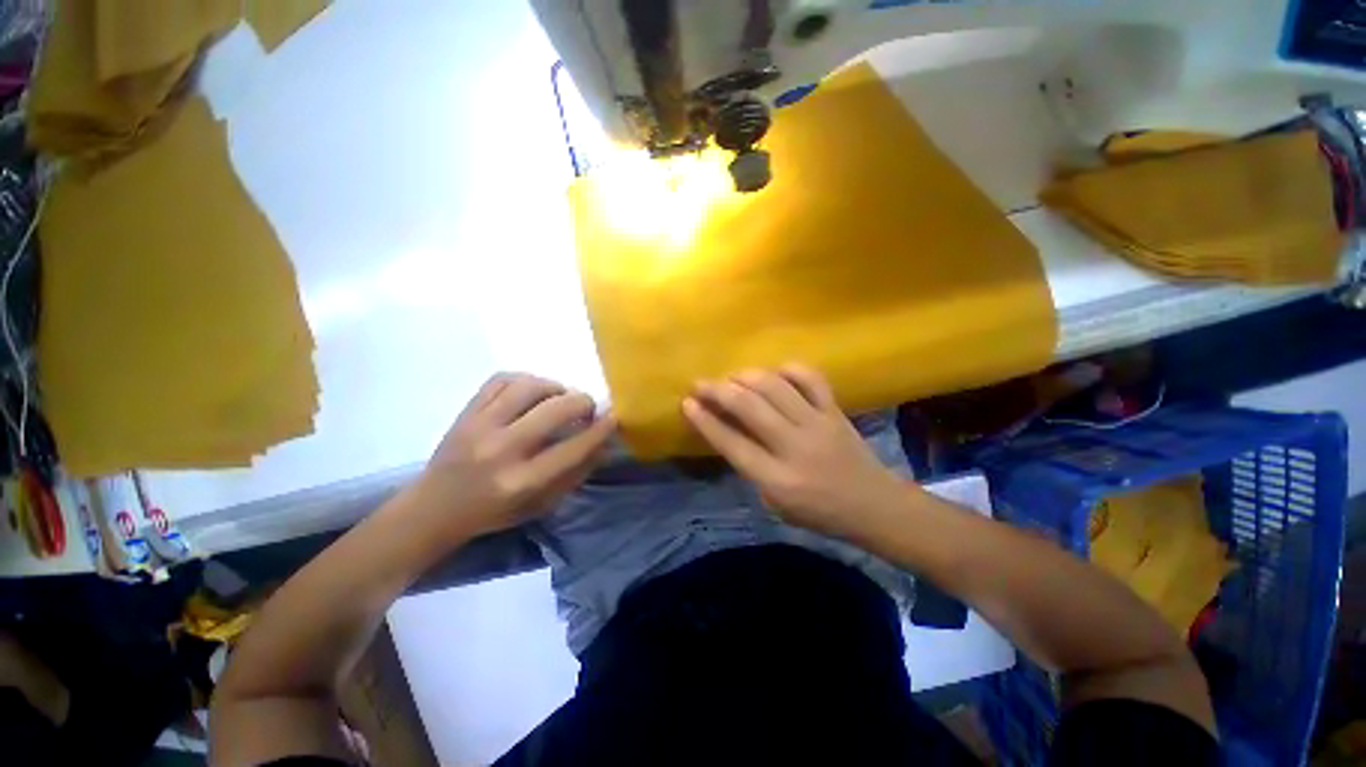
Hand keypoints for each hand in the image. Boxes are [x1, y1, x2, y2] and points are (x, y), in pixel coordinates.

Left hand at [411, 373, 614, 538]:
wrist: (434, 508)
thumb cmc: (494, 512)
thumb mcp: (542, 504)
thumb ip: (576, 473)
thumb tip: (605, 443)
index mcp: (523, 481)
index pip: (574, 447)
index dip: (601, 428)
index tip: (614, 416)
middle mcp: (502, 449)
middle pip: (556, 409)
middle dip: (582, 402)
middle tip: (586, 408)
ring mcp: (480, 426)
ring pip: (529, 386)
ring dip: (555, 387)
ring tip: (559, 398)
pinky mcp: (465, 412)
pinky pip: (502, 379)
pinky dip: (525, 380)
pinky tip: (531, 392)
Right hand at [682, 365, 908, 538]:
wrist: (873, 506)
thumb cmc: (818, 512)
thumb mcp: (774, 502)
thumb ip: (751, 467)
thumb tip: (729, 430)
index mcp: (776, 479)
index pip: (731, 443)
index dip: (705, 420)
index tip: (687, 403)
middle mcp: (794, 447)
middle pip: (749, 408)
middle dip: (718, 391)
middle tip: (700, 383)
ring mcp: (817, 424)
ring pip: (775, 388)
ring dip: (746, 377)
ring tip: (732, 377)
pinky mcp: (835, 411)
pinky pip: (811, 379)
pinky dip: (789, 370)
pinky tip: (774, 372)